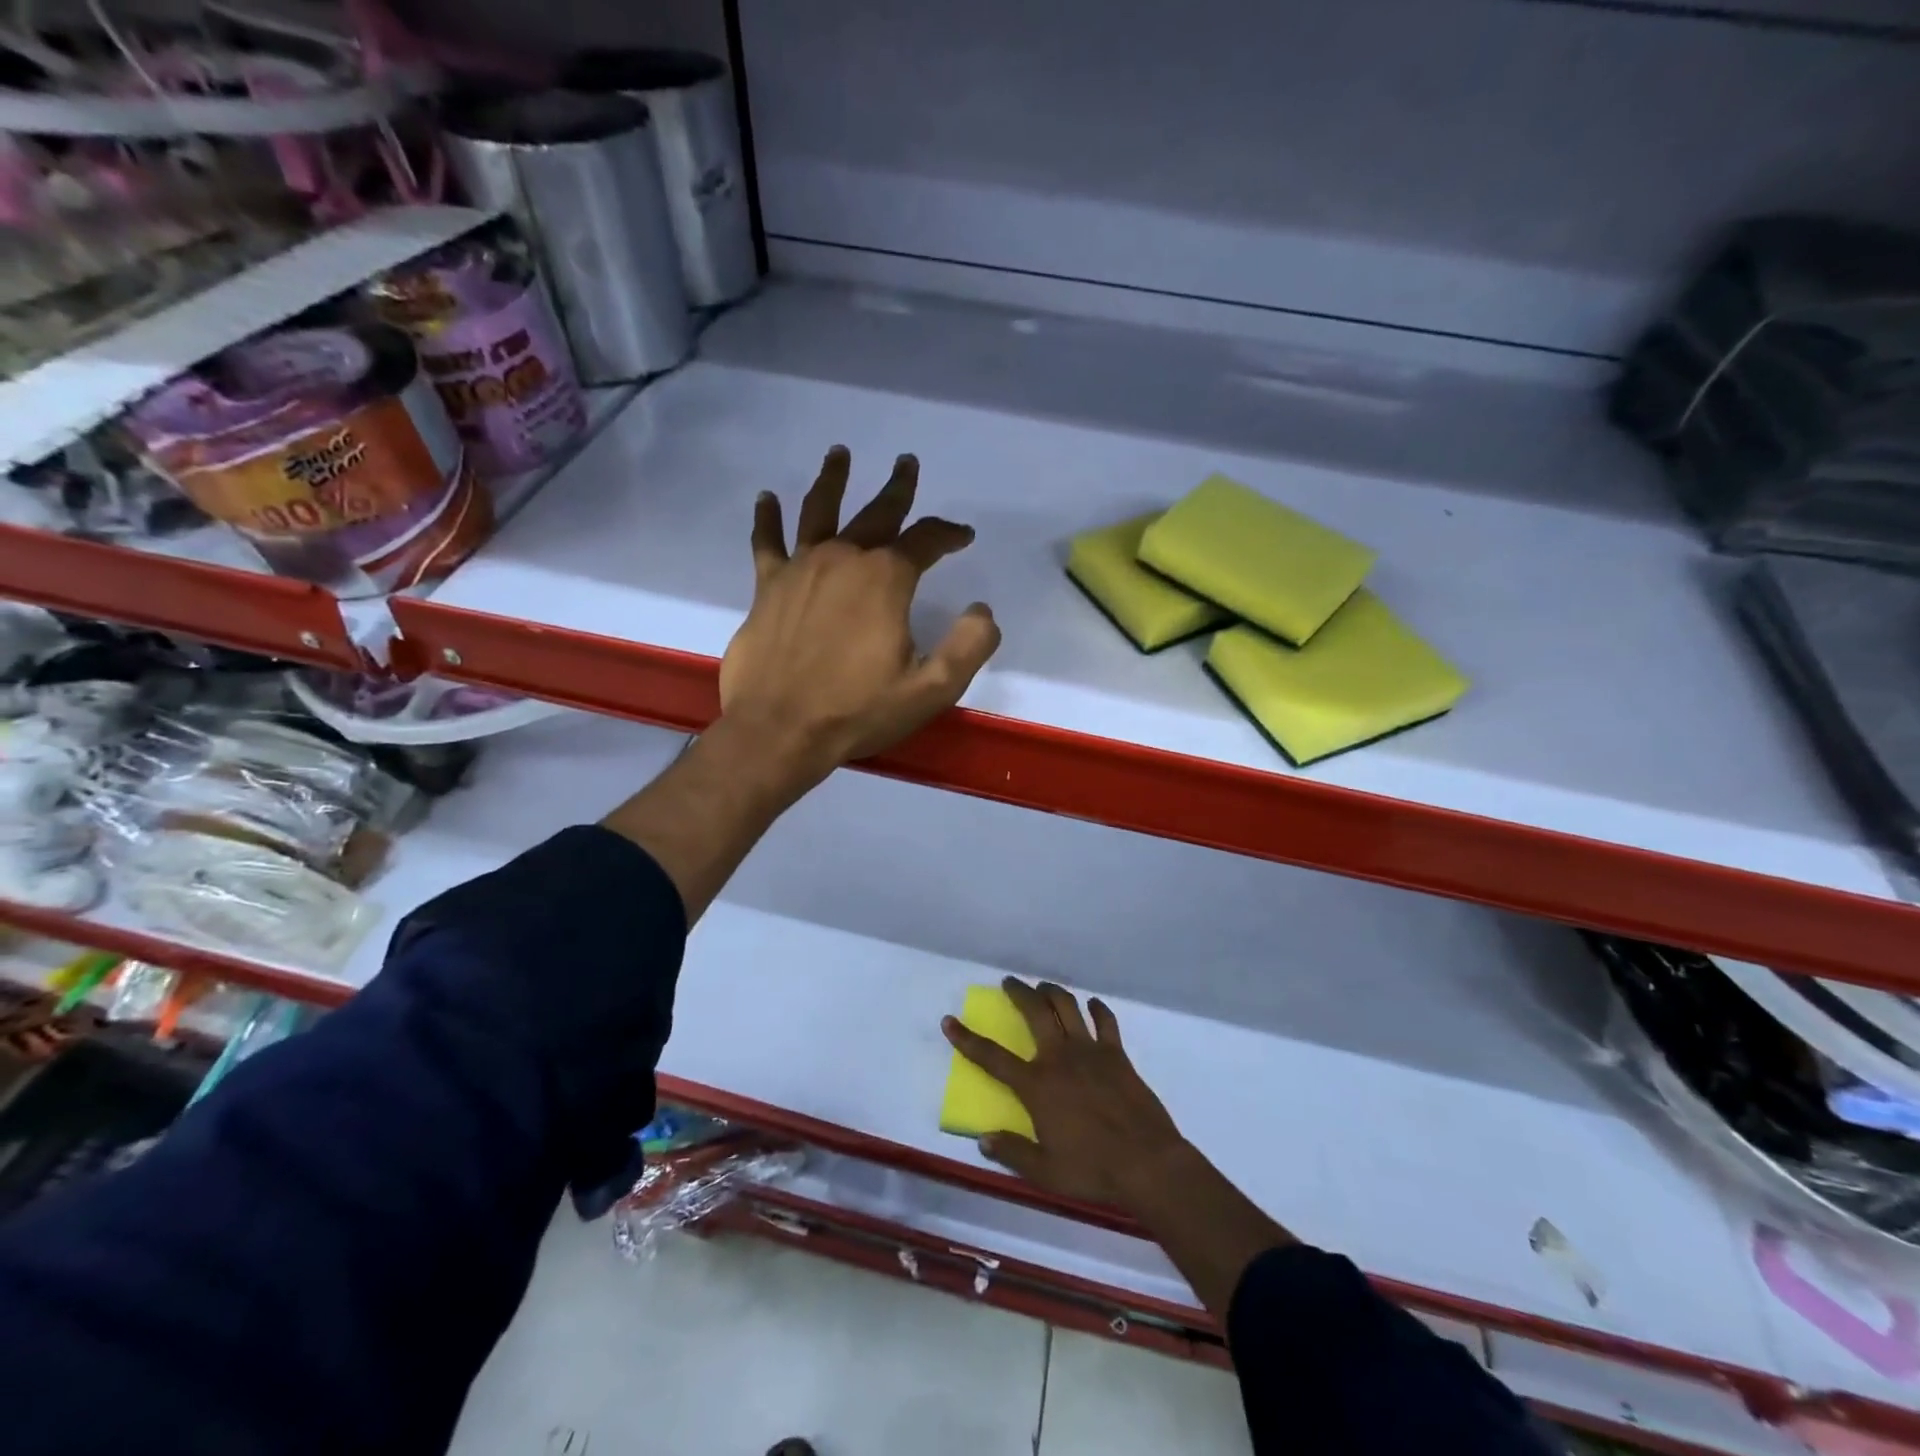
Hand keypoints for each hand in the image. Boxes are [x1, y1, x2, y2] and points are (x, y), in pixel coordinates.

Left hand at [719, 446, 1000, 775]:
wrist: (780, 731)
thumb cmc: (858, 711)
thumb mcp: (932, 689)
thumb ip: (968, 646)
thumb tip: (982, 610)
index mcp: (885, 579)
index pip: (925, 540)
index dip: (948, 533)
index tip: (963, 536)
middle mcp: (843, 560)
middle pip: (876, 513)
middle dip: (897, 489)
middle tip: (906, 464)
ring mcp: (801, 569)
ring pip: (820, 512)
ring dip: (833, 480)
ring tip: (839, 453)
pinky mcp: (768, 587)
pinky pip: (768, 542)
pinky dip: (767, 518)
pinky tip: (767, 498)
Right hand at [942, 978, 1188, 1212]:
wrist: (1148, 1163)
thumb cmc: (1093, 1170)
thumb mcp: (1045, 1172)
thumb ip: (1012, 1152)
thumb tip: (983, 1138)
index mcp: (1037, 1085)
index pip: (993, 1057)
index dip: (967, 1039)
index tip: (949, 1020)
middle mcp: (1059, 1058)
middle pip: (1034, 1012)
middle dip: (1019, 992)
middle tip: (1009, 982)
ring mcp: (1090, 1051)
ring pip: (1067, 1006)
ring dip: (1052, 992)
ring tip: (1043, 987)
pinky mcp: (1117, 1054)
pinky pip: (1105, 1021)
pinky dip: (1097, 1009)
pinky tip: (1092, 1005)